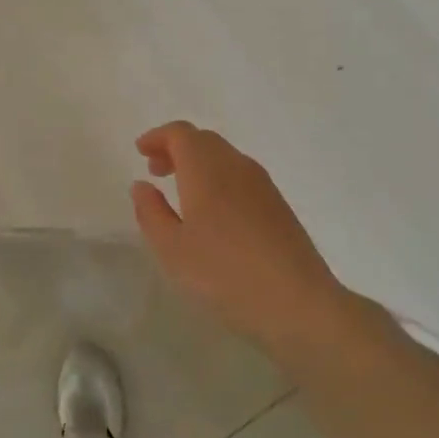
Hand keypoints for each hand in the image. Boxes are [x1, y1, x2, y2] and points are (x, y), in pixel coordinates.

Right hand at [130, 121, 348, 356]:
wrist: (298, 303)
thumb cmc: (224, 275)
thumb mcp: (172, 249)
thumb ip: (151, 212)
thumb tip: (142, 185)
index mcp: (207, 169)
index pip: (181, 133)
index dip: (158, 137)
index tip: (140, 151)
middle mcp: (236, 166)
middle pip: (204, 140)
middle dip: (176, 148)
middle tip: (156, 171)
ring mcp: (262, 185)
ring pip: (224, 157)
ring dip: (198, 164)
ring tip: (181, 192)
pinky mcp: (278, 205)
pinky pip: (240, 176)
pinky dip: (218, 179)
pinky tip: (213, 213)